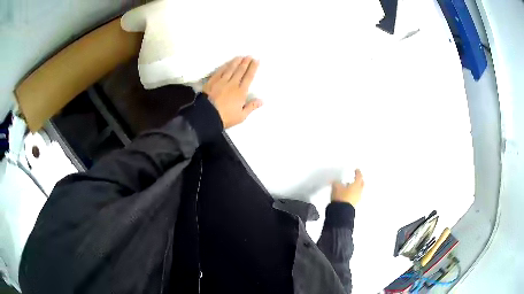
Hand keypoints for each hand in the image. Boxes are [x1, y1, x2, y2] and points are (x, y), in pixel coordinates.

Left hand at [203, 56, 262, 128]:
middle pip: (240, 70)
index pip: (249, 77)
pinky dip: (225, 66)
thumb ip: (251, 106)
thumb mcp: (241, 116)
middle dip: (246, 62)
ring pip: (230, 68)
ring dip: (236, 62)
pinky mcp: (212, 81)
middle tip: (249, 56)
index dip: (253, 68)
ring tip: (240, 57)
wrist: (207, 116)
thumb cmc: (225, 117)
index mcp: (241, 92)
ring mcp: (221, 81)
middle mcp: (232, 83)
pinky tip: (228, 63)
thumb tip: (262, 100)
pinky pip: (220, 71)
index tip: (256, 61)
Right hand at [331, 169, 363, 205]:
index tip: (357, 170)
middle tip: (356, 178)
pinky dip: (353, 193)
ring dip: (356, 187)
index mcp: (356, 185)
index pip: (359, 176)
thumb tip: (337, 181)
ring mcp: (357, 198)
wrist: (341, 211)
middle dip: (359, 180)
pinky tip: (347, 193)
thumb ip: (337, 182)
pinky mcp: (354, 204)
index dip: (358, 172)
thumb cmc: (341, 196)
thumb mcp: (336, 186)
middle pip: (361, 184)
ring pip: (359, 190)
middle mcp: (359, 191)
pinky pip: (355, 196)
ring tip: (349, 186)